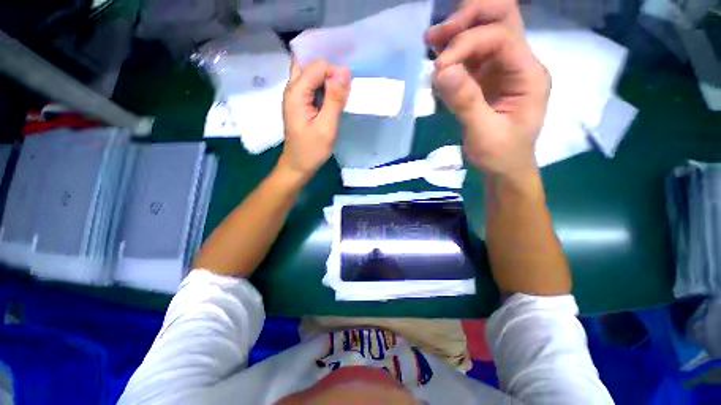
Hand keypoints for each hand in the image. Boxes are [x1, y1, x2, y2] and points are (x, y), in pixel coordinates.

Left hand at [279, 59, 350, 181]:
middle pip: (309, 64)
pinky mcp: (301, 104)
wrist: (298, 165)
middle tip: (344, 83)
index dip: (334, 73)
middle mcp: (293, 89)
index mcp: (296, 92)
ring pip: (311, 74)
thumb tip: (345, 71)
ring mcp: (296, 96)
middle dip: (328, 68)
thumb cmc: (312, 150)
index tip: (346, 90)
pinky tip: (334, 97)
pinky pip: (312, 87)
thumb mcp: (326, 127)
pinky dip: (324, 87)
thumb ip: (335, 99)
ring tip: (341, 90)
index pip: (317, 67)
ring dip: (326, 77)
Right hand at [426, 0, 549, 178]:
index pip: (500, 37)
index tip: (440, 68)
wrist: (505, 168)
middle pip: (501, 17)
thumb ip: (465, 102)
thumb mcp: (484, 134)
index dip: (467, 43)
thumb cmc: (501, 155)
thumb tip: (442, 71)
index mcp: (528, 74)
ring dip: (458, 31)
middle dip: (468, 18)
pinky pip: (471, 54)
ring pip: (485, 29)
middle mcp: (519, 63)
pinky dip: (453, 51)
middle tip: (437, 35)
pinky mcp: (487, 79)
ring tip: (432, 41)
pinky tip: (438, 59)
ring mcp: (502, 69)